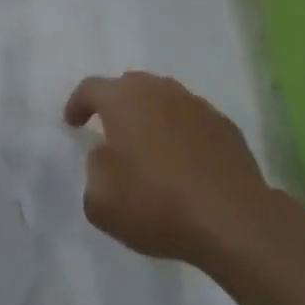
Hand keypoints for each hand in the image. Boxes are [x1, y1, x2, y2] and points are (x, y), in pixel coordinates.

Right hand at [67, 71, 274, 268]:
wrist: (232, 219)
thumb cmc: (157, 204)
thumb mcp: (100, 200)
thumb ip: (94, 169)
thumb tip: (106, 155)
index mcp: (124, 99)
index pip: (91, 88)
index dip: (77, 104)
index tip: (72, 123)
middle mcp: (160, 90)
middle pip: (130, 86)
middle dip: (116, 104)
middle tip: (109, 131)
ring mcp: (196, 105)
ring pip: (164, 99)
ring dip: (151, 117)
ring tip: (148, 147)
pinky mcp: (224, 125)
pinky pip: (191, 120)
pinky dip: (180, 133)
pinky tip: (182, 161)